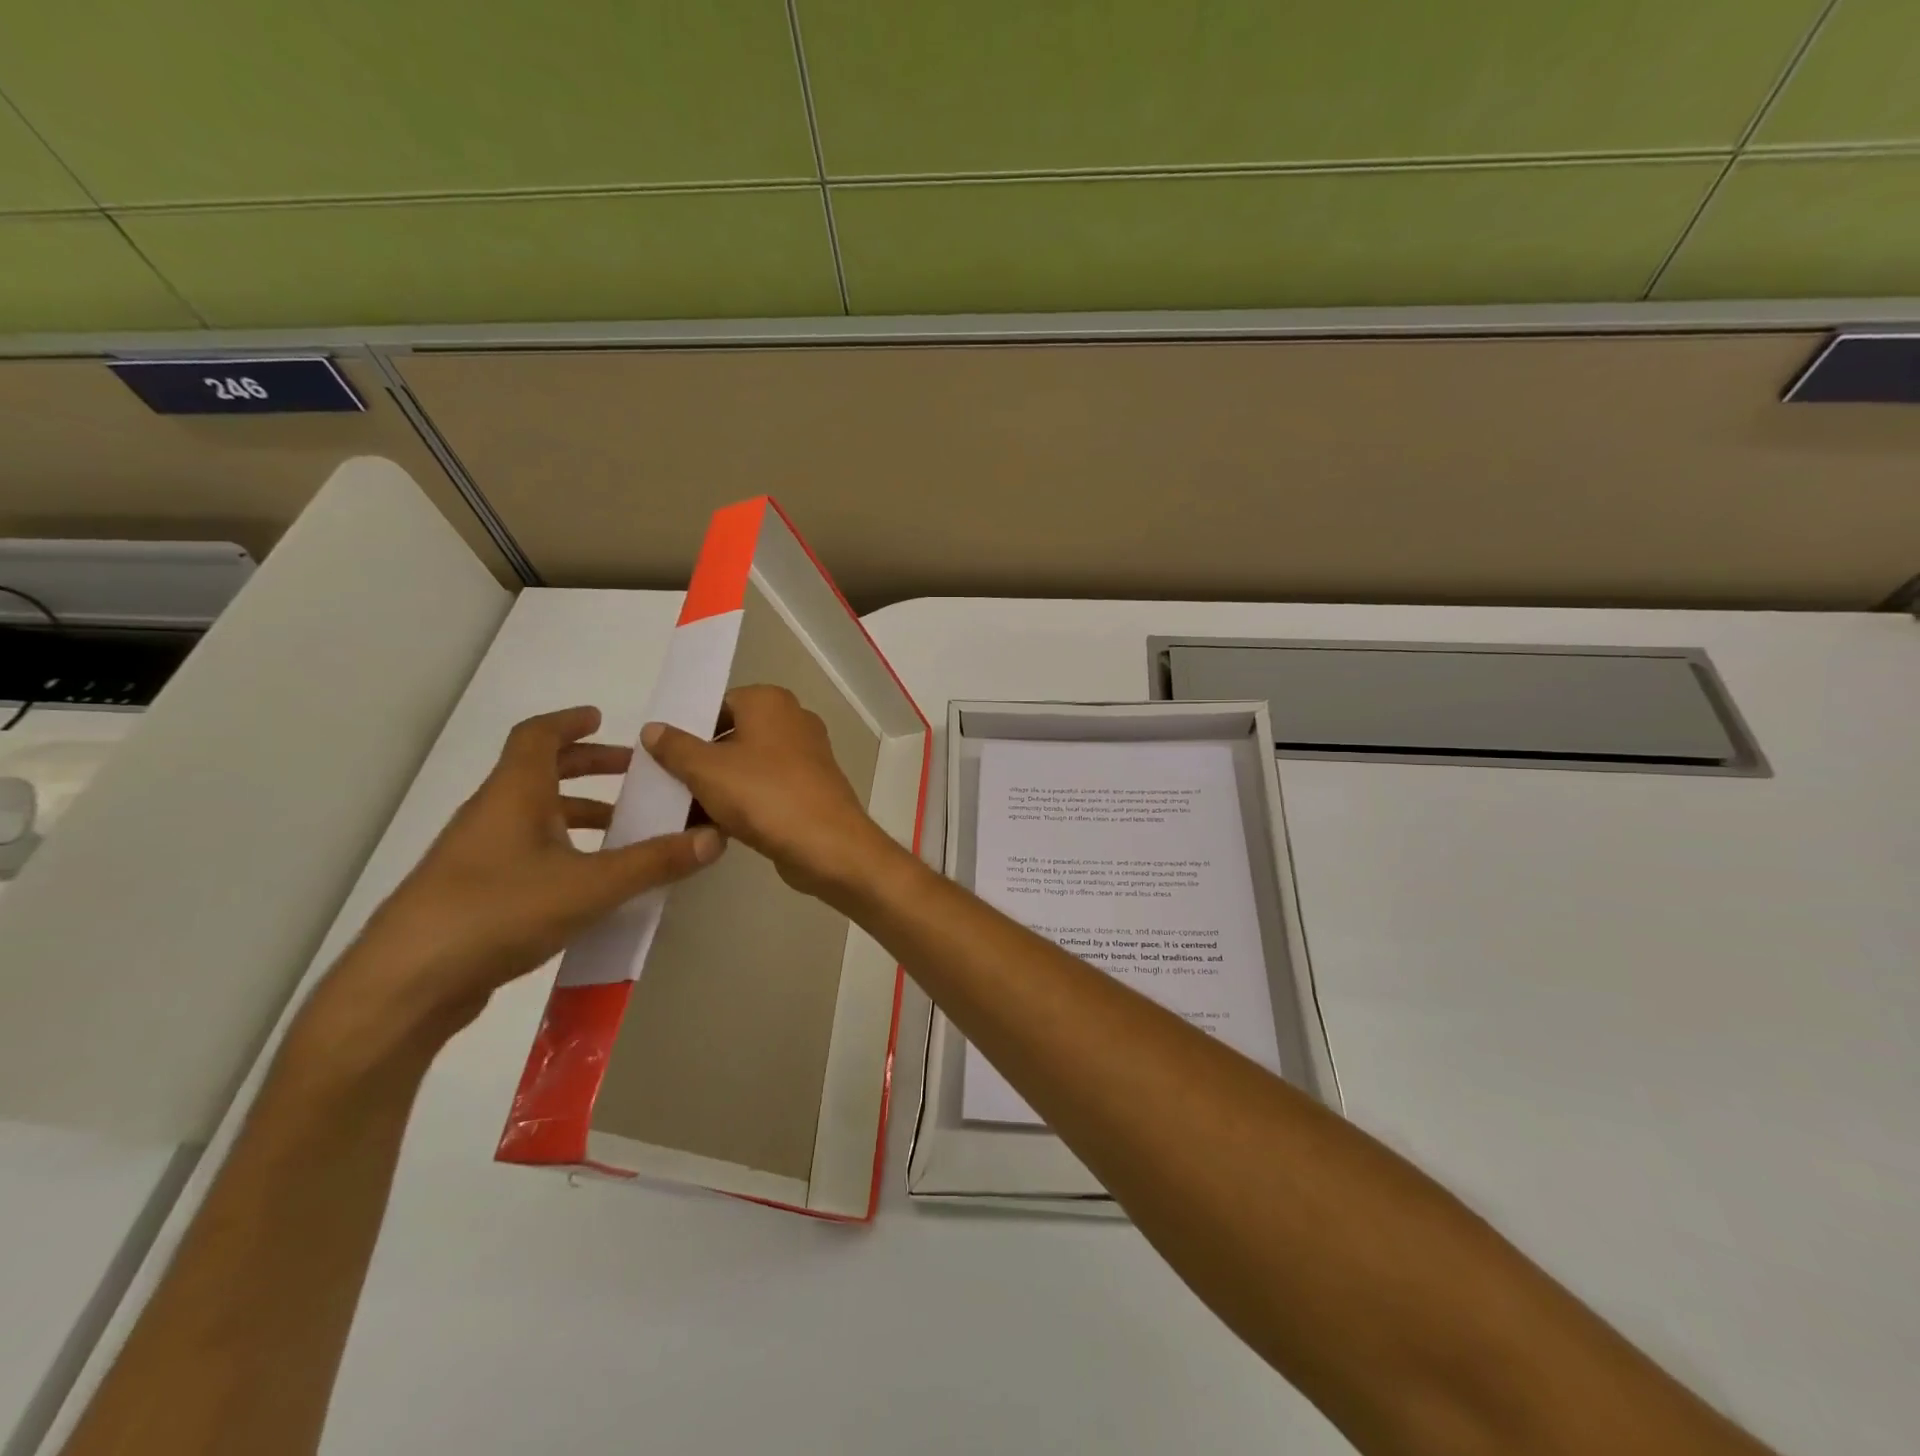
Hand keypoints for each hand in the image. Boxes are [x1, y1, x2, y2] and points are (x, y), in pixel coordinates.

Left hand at [312, 707, 724, 1054]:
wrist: (406, 985)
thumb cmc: (498, 911)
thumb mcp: (591, 885)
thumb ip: (655, 862)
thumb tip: (715, 837)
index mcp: (514, 794)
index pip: (537, 736)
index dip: (569, 721)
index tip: (602, 718)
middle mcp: (492, 815)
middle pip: (540, 773)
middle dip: (588, 767)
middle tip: (632, 773)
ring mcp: (477, 855)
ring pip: (534, 816)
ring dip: (578, 813)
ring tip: (623, 830)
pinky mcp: (474, 893)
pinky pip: (527, 852)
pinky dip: (563, 849)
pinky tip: (589, 882)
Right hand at [641, 685, 903, 905]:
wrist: (827, 844)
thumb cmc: (763, 794)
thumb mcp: (706, 769)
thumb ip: (675, 746)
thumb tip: (653, 728)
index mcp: (770, 701)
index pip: (718, 704)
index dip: (689, 730)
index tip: (664, 758)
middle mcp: (793, 719)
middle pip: (733, 735)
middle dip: (702, 761)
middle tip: (670, 787)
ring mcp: (808, 754)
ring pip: (750, 764)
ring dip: (721, 785)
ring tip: (687, 811)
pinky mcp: (813, 787)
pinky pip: (768, 787)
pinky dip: (746, 801)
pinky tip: (719, 827)